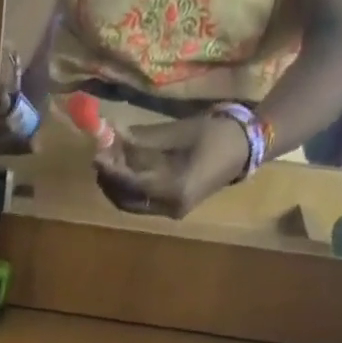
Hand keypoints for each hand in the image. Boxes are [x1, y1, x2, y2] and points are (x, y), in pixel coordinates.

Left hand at [93, 114, 250, 218]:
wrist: (245, 148)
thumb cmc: (216, 133)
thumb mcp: (178, 131)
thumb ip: (143, 139)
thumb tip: (112, 135)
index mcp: (177, 189)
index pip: (133, 184)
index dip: (112, 170)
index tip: (96, 154)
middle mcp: (171, 207)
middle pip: (126, 200)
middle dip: (109, 180)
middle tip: (99, 156)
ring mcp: (171, 212)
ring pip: (131, 204)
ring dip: (116, 185)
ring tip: (108, 160)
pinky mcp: (170, 208)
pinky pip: (141, 202)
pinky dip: (128, 188)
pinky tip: (123, 169)